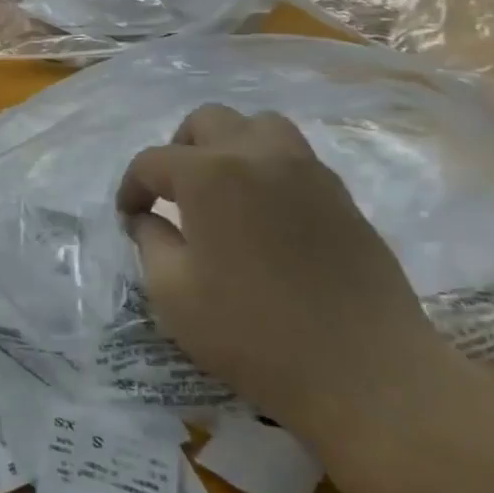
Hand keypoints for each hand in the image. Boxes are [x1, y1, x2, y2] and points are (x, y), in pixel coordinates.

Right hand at [117, 105, 433, 433]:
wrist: (364, 371)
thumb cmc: (253, 332)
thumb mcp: (173, 293)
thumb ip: (150, 241)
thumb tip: (147, 218)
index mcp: (209, 174)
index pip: (153, 161)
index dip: (131, 187)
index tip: (129, 218)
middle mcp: (258, 155)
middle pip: (207, 121)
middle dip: (178, 150)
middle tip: (172, 194)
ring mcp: (307, 170)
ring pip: (258, 126)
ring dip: (229, 146)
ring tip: (221, 189)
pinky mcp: (341, 195)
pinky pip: (293, 157)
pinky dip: (266, 167)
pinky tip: (263, 213)